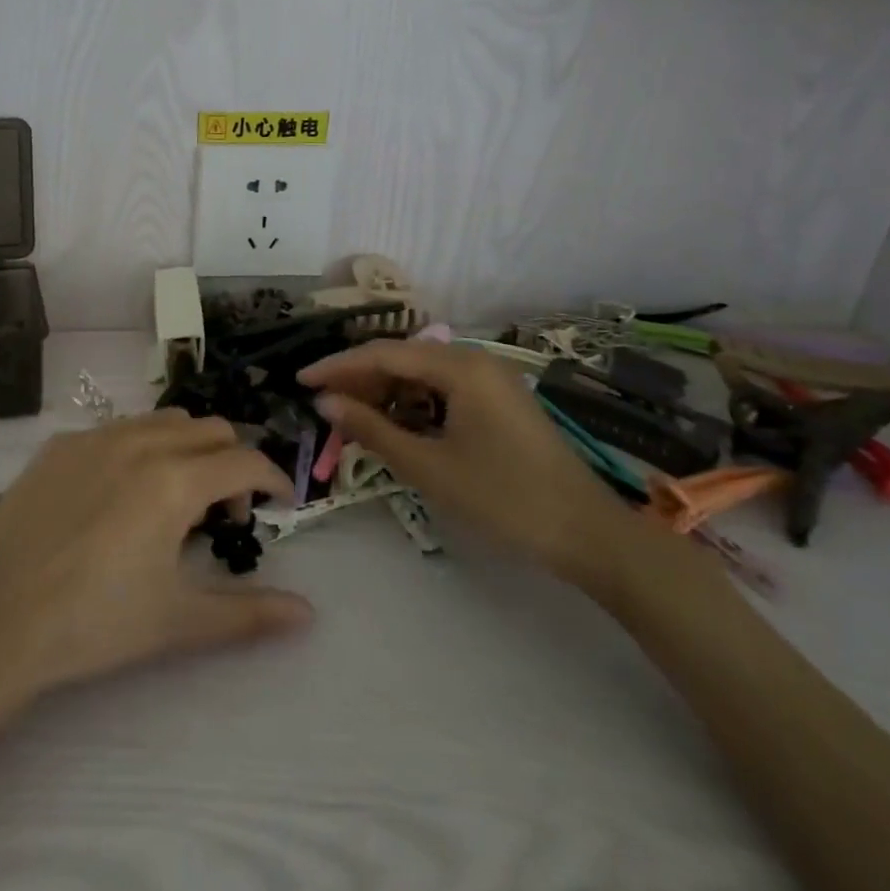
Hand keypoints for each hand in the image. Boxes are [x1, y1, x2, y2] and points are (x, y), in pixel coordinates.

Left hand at [0, 412, 311, 710]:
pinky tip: (120, 494)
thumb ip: (249, 612)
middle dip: (232, 462)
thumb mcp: (178, 621)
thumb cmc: (94, 623)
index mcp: (174, 480)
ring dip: (188, 447)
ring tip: (175, 498)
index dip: (274, 479)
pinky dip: (141, 448)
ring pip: (163, 421)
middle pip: (209, 429)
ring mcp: (94, 437)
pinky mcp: (58, 445)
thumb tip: (308, 613)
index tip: (281, 504)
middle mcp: (139, 442)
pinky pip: (117, 429)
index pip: (245, 461)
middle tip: (225, 512)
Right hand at [300, 341, 640, 586]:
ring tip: (351, 417)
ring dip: (384, 393)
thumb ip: (372, 429)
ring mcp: (490, 380)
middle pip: (402, 359)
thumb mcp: (429, 467)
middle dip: (359, 379)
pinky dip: (412, 404)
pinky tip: (394, 425)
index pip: (383, 355)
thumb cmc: (505, 499)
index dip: (337, 366)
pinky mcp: (498, 401)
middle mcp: (475, 360)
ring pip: (421, 374)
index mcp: (461, 367)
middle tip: (323, 404)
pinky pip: (441, 390)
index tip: (300, 381)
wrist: (589, 536)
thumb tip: (324, 402)